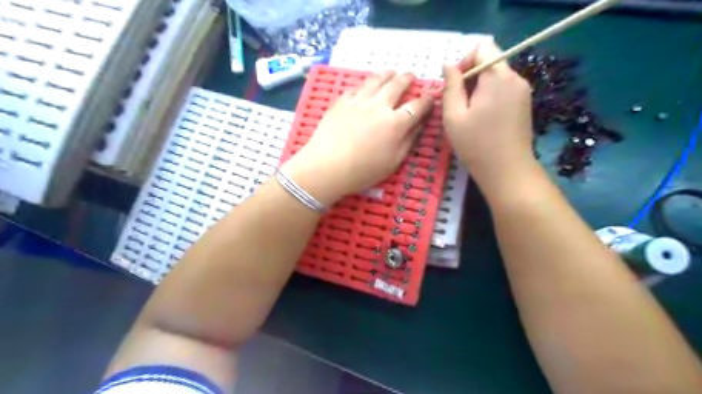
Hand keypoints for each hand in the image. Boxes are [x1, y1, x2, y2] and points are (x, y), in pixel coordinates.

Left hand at [282, 70, 433, 205]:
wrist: (327, 166)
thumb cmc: (363, 171)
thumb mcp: (393, 162)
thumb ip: (408, 141)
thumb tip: (419, 125)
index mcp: (396, 123)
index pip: (417, 106)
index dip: (427, 101)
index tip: (430, 98)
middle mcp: (379, 106)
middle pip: (397, 85)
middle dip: (407, 79)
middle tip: (411, 76)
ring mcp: (359, 101)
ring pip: (376, 80)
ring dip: (387, 74)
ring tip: (391, 72)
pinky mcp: (341, 101)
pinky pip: (356, 87)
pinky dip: (365, 84)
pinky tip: (365, 86)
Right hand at [443, 38, 538, 182]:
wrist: (507, 171)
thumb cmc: (476, 144)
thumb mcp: (453, 116)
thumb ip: (450, 86)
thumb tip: (448, 64)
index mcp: (497, 77)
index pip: (482, 49)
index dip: (464, 62)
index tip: (454, 86)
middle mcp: (515, 78)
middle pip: (490, 61)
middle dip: (470, 77)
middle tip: (457, 103)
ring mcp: (523, 91)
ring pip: (496, 76)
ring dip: (479, 88)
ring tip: (468, 113)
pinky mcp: (524, 104)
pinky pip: (504, 89)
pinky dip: (490, 96)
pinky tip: (482, 118)